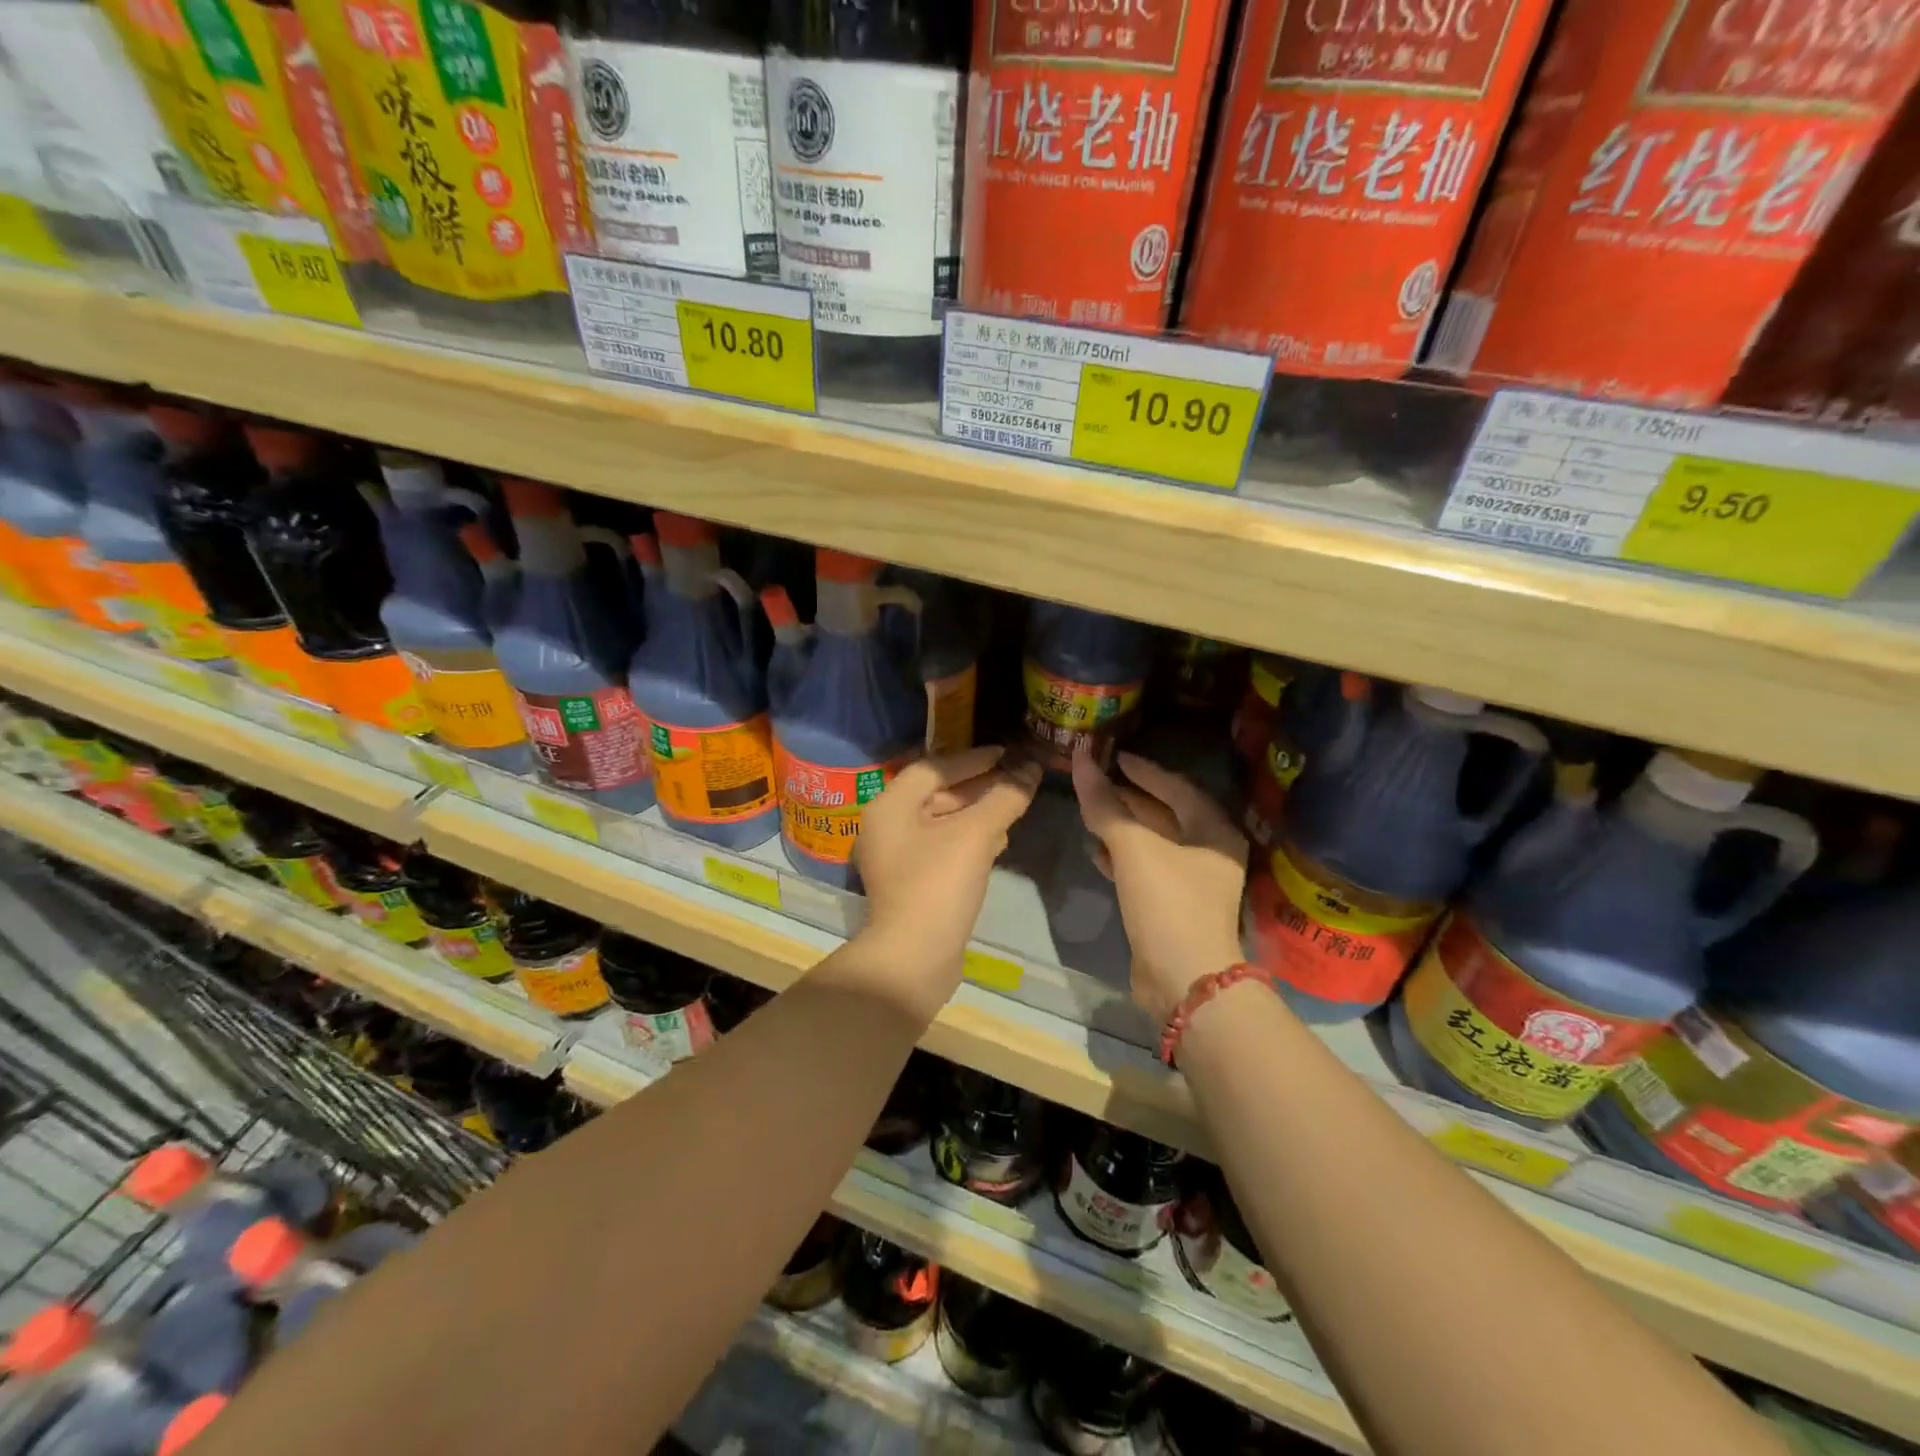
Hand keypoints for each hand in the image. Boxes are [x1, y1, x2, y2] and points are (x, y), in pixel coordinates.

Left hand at [855, 747, 1041, 1008]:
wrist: (914, 958)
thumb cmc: (938, 885)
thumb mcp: (976, 835)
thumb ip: (1004, 797)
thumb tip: (1031, 768)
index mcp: (890, 806)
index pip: (934, 767)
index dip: (973, 758)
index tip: (1007, 753)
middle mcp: (886, 826)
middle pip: (936, 792)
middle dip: (978, 786)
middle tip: (1015, 779)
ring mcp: (896, 856)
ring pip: (941, 821)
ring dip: (977, 812)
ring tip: (1013, 806)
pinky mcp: (910, 881)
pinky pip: (941, 846)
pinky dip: (968, 838)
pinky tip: (998, 840)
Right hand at [1072, 747, 1248, 1025]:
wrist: (1184, 980)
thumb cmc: (1168, 902)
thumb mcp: (1134, 848)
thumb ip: (1105, 804)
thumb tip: (1080, 757)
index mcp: (1214, 831)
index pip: (1177, 787)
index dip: (1144, 770)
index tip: (1114, 756)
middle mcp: (1210, 853)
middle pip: (1166, 814)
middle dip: (1130, 798)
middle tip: (1097, 781)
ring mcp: (1193, 883)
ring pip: (1154, 843)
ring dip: (1123, 827)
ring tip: (1091, 812)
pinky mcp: (1173, 907)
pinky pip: (1146, 869)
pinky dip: (1123, 858)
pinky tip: (1097, 853)